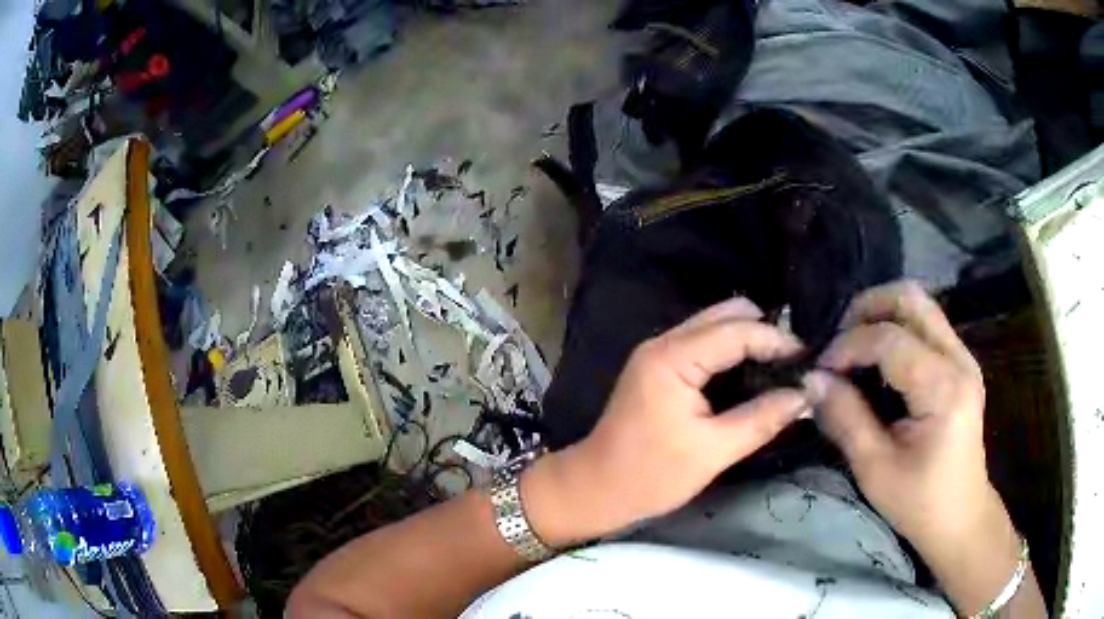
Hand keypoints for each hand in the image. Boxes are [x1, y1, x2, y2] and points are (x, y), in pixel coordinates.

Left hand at [523, 297, 809, 546]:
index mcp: (673, 358)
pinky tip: (752, 375)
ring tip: (780, 369)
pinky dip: (732, 352)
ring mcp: (659, 352)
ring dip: (749, 340)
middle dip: (764, 332)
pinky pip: (704, 343)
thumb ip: (762, 419)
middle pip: (726, 314)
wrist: (596, 488)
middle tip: (794, 364)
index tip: (808, 359)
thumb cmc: (650, 475)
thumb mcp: (713, 452)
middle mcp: (664, 343)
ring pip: (715, 325)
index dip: (776, 340)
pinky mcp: (659, 366)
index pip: (737, 330)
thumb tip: (806, 395)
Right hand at [806, 281, 1026, 613]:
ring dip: (881, 314)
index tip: (819, 370)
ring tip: (853, 346)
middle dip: (867, 307)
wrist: (960, 517)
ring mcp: (963, 358)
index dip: (848, 346)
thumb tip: (813, 379)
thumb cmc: (919, 502)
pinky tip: (877, 359)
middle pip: (911, 298)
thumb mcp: (875, 469)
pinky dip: (896, 327)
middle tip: (838, 339)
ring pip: (920, 304)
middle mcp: (958, 359)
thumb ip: (845, 418)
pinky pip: (926, 325)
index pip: (889, 339)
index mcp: (942, 389)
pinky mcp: (960, 365)